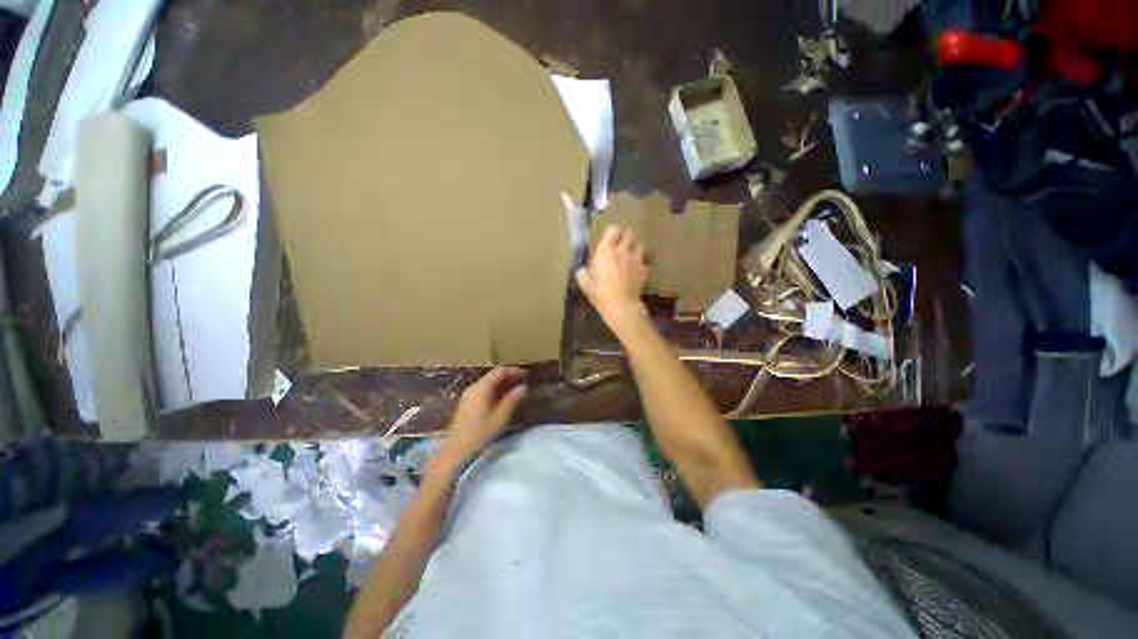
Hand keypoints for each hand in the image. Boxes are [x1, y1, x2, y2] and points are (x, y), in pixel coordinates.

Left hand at [435, 367, 527, 472]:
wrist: (455, 451)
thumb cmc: (480, 433)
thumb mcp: (501, 416)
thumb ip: (513, 399)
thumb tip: (524, 387)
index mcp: (482, 387)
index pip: (500, 371)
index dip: (515, 371)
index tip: (527, 375)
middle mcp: (474, 387)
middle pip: (493, 376)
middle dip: (509, 377)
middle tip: (524, 382)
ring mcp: (468, 395)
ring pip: (488, 383)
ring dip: (503, 384)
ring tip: (516, 390)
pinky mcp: (466, 404)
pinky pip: (483, 391)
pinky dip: (495, 391)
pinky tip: (503, 399)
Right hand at [576, 225, 647, 337]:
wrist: (620, 305)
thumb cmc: (600, 292)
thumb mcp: (584, 283)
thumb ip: (582, 273)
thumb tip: (581, 270)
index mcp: (606, 250)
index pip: (614, 229)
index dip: (613, 232)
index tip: (609, 238)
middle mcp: (622, 250)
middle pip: (629, 233)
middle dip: (626, 235)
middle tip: (621, 242)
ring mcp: (636, 259)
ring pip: (640, 244)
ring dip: (635, 245)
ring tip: (631, 251)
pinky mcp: (644, 270)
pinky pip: (644, 261)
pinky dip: (641, 262)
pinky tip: (636, 268)